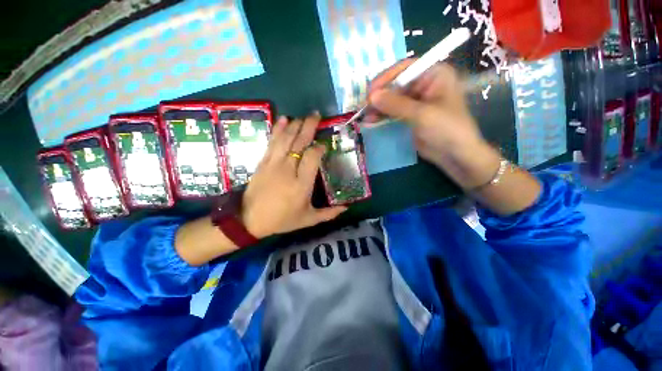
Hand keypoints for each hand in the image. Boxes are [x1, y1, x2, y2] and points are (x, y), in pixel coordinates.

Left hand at [241, 112, 346, 237]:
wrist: (250, 220)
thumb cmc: (282, 220)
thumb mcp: (308, 220)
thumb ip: (328, 214)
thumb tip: (346, 208)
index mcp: (302, 184)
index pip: (312, 157)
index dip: (319, 148)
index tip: (324, 144)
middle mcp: (288, 170)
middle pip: (299, 143)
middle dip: (309, 127)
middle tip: (316, 115)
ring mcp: (274, 164)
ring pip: (286, 139)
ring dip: (295, 125)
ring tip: (303, 116)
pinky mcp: (263, 162)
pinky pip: (272, 142)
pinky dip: (278, 130)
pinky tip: (284, 119)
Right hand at [369, 59, 540, 214]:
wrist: (455, 155)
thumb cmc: (446, 129)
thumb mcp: (421, 114)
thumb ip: (395, 105)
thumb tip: (371, 97)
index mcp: (434, 74)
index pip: (405, 68)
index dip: (386, 78)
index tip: (370, 92)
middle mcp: (424, 84)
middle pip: (396, 84)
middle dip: (380, 96)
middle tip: (365, 108)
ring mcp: (416, 101)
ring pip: (392, 99)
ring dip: (378, 108)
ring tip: (366, 117)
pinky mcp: (409, 116)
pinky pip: (392, 112)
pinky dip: (382, 117)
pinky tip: (371, 122)